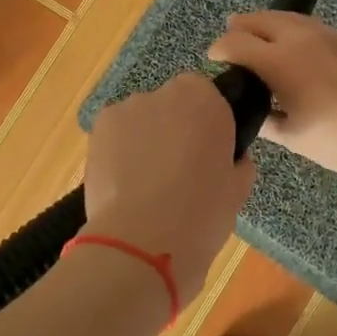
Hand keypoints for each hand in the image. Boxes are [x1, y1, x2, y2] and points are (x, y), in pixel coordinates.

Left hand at [83, 73, 257, 304]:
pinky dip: (119, 151)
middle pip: (171, 104)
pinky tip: (124, 183)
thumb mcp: (238, 188)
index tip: (207, 152)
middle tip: (178, 169)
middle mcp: (164, 94)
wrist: (144, 241)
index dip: (206, 124)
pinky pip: (115, 134)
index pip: (206, 95)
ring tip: (145, 182)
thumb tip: (230, 157)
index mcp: (205, 100)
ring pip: (140, 119)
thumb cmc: (202, 214)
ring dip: (145, 139)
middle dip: (174, 128)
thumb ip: (237, 161)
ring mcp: (127, 109)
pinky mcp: (98, 130)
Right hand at [207, 11, 336, 207]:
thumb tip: (253, 111)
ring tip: (258, 29)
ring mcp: (328, 34)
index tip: (213, 57)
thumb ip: (266, 120)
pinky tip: (295, 42)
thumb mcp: (292, 136)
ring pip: (289, 18)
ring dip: (268, 22)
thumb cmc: (336, 140)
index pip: (236, 43)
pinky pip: (312, 26)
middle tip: (231, 34)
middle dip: (241, 26)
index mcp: (279, 62)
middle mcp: (299, 38)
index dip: (219, 48)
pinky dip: (294, 29)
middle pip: (261, 19)